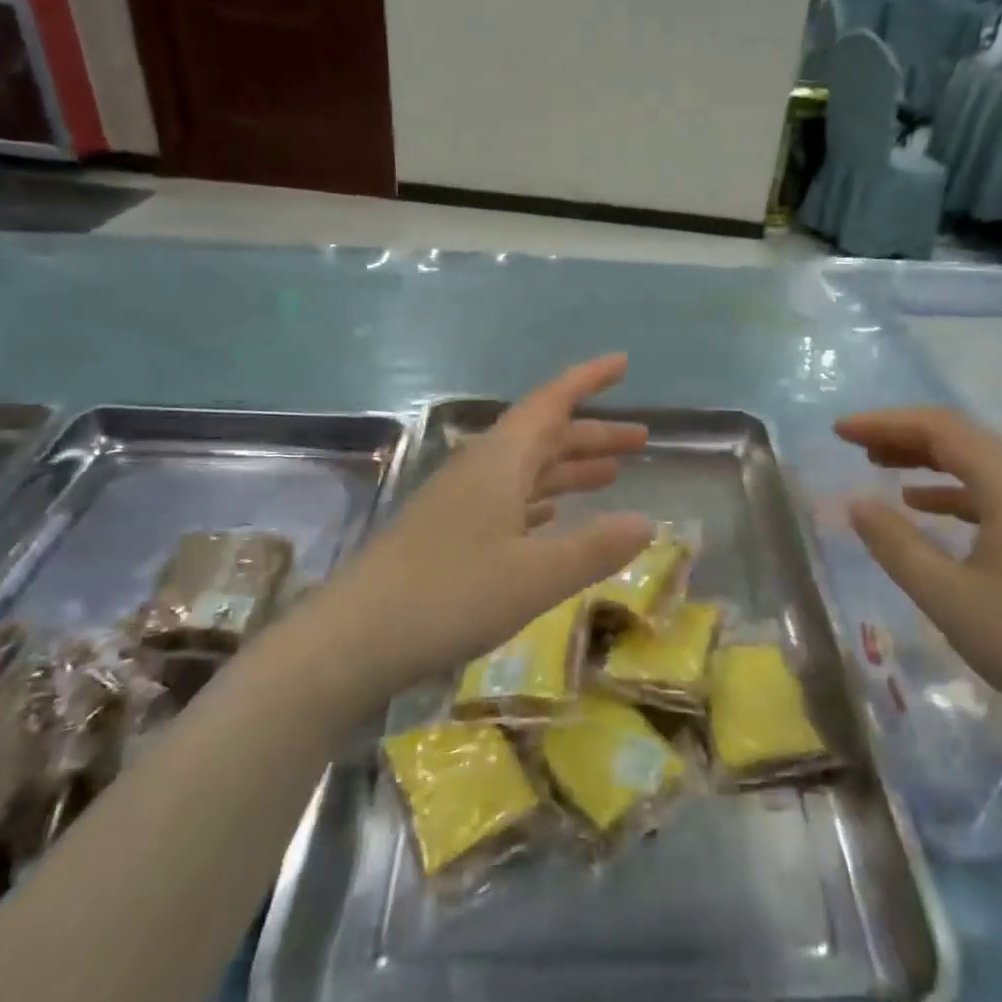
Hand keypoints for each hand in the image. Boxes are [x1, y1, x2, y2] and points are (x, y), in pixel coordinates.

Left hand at [327, 355, 653, 688]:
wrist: (354, 638)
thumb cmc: (450, 595)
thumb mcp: (536, 576)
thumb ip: (595, 548)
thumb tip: (647, 522)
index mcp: (500, 461)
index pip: (551, 402)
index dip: (588, 380)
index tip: (622, 363)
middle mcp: (481, 469)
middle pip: (544, 436)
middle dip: (592, 434)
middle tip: (640, 439)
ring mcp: (461, 500)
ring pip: (527, 469)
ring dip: (569, 467)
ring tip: (611, 475)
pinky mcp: (449, 532)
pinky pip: (507, 498)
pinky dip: (540, 498)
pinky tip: (554, 514)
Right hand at [836, 407, 1001, 732]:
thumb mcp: (946, 596)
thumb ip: (895, 544)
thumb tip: (856, 503)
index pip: (941, 429)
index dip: (885, 423)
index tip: (840, 431)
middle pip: (961, 439)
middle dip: (902, 436)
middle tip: (853, 444)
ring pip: (978, 465)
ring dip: (925, 460)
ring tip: (878, 465)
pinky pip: (994, 493)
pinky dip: (951, 491)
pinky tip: (923, 506)